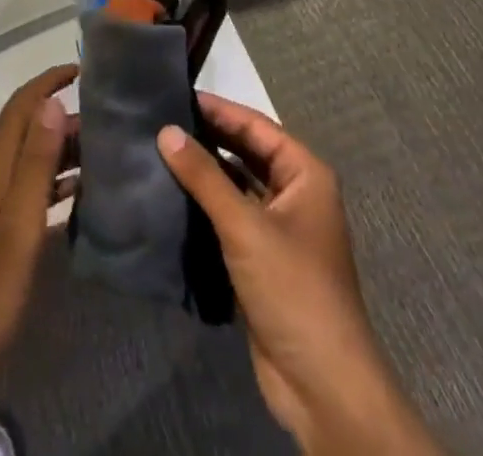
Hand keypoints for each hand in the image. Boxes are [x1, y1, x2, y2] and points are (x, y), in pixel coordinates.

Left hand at [0, 67, 75, 455]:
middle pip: (26, 130)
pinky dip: (50, 184)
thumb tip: (51, 101)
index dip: (49, 81)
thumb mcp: (17, 226)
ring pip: (26, 160)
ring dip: (60, 152)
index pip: (22, 105)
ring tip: (103, 156)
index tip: (83, 70)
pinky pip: (23, 189)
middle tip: (109, 125)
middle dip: (64, 120)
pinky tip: (77, 198)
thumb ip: (36, 163)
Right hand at [157, 94, 441, 454]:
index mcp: (305, 174)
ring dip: (205, 174)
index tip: (176, 96)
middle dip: (208, 139)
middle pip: (246, 154)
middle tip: (161, 122)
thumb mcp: (245, 226)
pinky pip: (231, 219)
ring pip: (237, 187)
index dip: (218, 109)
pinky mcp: (264, 261)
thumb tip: (166, 131)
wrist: (323, 386)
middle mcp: (296, 194)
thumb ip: (204, 177)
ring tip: (159, 153)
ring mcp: (280, 229)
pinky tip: (172, 198)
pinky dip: (206, 208)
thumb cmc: (293, 290)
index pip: (255, 126)